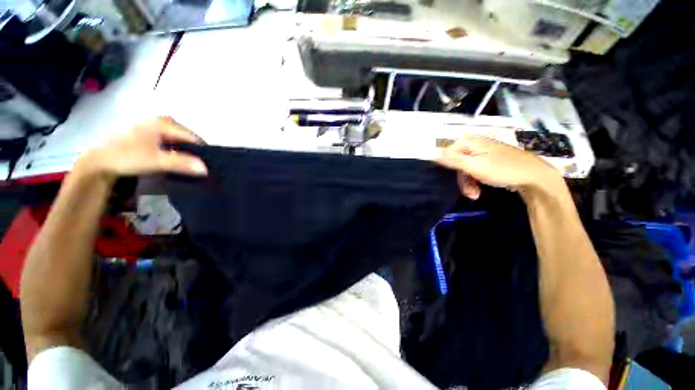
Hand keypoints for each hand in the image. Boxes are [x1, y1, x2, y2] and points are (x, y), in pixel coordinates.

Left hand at [75, 117, 207, 179]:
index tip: (210, 164)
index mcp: (163, 123)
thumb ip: (181, 163)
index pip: (192, 137)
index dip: (202, 151)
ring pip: (177, 140)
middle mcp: (159, 122)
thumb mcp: (156, 161)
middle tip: (201, 165)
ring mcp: (152, 128)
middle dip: (194, 151)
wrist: (99, 162)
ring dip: (185, 152)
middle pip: (185, 137)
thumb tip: (206, 169)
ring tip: (191, 165)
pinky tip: (176, 161)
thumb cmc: (128, 157)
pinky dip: (175, 152)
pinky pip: (169, 143)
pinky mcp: (147, 137)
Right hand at [436, 135, 561, 199]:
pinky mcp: (491, 162)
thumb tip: (432, 152)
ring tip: (474, 195)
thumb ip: (453, 159)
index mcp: (472, 141)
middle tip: (468, 192)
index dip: (448, 166)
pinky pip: (475, 171)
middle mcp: (477, 145)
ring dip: (468, 183)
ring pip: (466, 168)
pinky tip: (479, 190)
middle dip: (461, 179)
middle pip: (458, 162)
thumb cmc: (503, 169)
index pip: (449, 151)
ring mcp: (485, 153)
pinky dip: (475, 181)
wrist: (535, 178)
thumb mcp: (475, 166)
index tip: (450, 179)